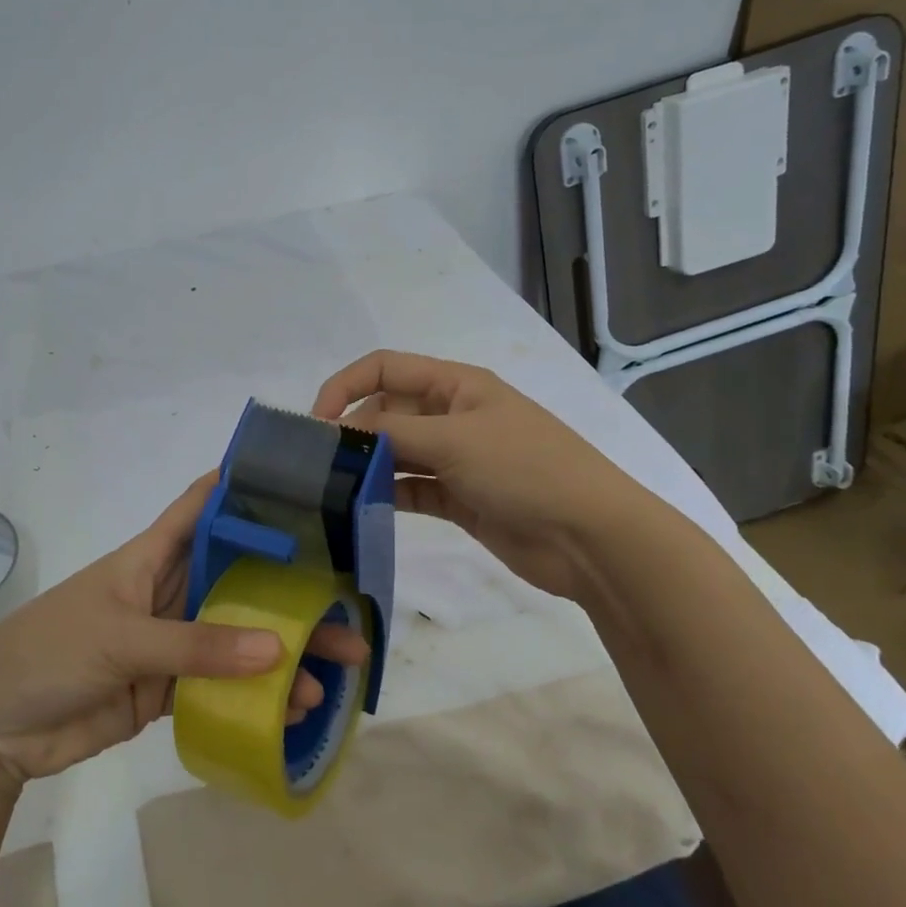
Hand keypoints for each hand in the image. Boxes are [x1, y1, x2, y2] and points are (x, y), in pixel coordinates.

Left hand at [0, 474, 368, 787]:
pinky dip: (257, 695)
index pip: (203, 506)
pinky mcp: (167, 688)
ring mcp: (171, 641)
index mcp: (152, 556)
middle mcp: (169, 590)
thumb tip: (277, 649)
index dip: (245, 488)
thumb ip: (195, 645)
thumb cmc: (47, 652)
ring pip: (238, 635)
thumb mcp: (119, 638)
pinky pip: (222, 685)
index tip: (301, 485)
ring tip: (337, 667)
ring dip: (283, 648)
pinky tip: (295, 708)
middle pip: (238, 578)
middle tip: (348, 601)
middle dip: (289, 586)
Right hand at [313, 350, 667, 599]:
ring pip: (396, 453)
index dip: (345, 386)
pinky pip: (411, 488)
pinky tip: (361, 509)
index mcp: (456, 384)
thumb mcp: (455, 440)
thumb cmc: (526, 469)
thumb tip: (336, 432)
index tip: (314, 423)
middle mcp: (452, 415)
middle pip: (387, 412)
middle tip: (319, 466)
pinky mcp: (459, 498)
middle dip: (354, 432)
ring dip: (367, 466)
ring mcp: (456, 458)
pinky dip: (387, 495)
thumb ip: (391, 433)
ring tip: (330, 489)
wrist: (591, 538)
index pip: (385, 368)